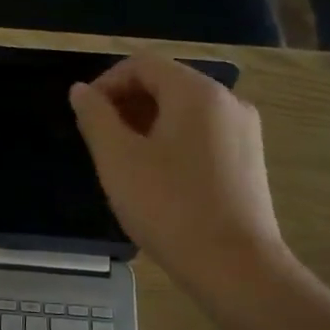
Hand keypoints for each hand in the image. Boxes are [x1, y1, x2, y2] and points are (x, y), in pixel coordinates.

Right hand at [70, 53, 289, 291]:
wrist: (234, 266)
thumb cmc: (168, 206)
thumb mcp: (117, 159)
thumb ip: (95, 116)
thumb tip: (81, 91)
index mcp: (197, 92)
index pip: (142, 64)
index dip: (106, 83)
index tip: (83, 116)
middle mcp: (227, 101)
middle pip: (166, 83)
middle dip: (125, 103)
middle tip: (98, 140)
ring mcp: (243, 131)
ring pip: (184, 110)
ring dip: (145, 123)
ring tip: (122, 161)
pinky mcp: (248, 159)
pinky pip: (201, 133)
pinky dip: (171, 140)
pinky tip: (155, 177)